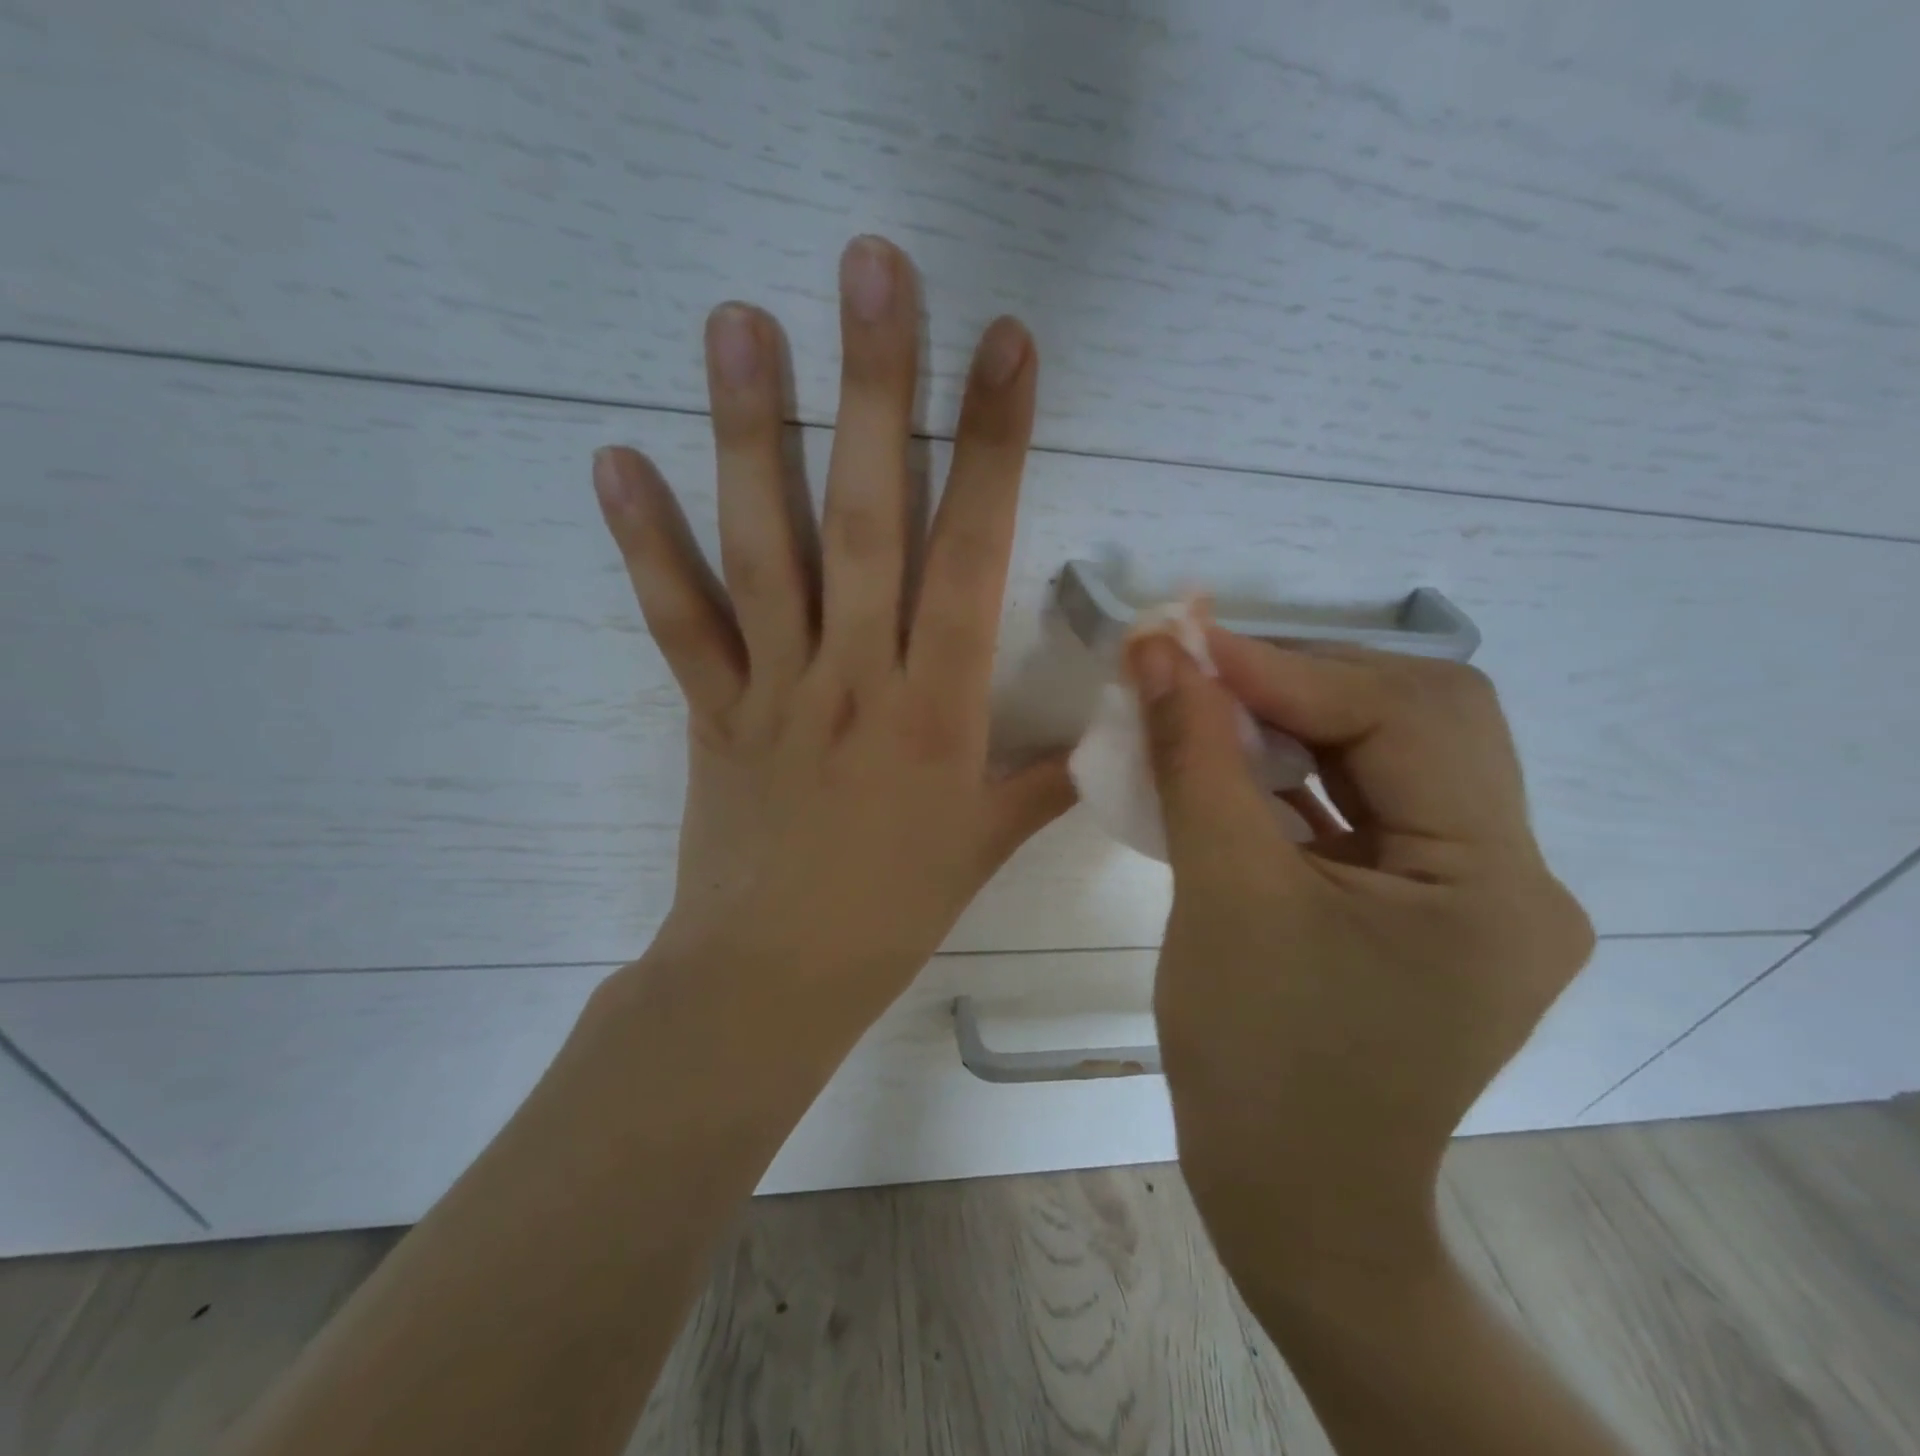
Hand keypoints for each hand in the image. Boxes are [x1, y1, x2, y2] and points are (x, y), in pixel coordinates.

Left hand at [593, 236, 1071, 1012]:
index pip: (972, 555)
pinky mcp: (711, 710)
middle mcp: (854, 676)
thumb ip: (1046, 778)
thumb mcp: (987, 844)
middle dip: (874, 387)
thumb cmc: (893, 913)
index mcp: (936, 709)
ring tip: (737, 321)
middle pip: (865, 516)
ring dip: (749, 431)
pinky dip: (645, 543)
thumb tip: (1108, 731)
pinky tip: (614, 461)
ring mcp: (773, 687)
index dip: (992, 447)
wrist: (773, 979)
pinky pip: (677, 620)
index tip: (1004, 344)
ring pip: (763, 547)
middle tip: (869, 267)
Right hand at [1131, 631, 1593, 1290]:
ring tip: (1212, 701)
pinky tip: (1239, 762)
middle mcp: (1516, 877)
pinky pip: (1369, 805)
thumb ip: (1193, 758)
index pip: (1403, 719)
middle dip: (1303, 680)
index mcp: (1494, 883)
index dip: (1287, 667)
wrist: (1293, 1205)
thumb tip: (1157, 650)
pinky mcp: (1428, 908)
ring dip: (1298, 718)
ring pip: (1393, 756)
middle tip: (1202, 666)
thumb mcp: (1221, 894)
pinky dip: (1300, 770)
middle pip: (1419, 721)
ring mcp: (1476, 894)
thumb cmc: (1258, 1062)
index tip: (1186, 641)